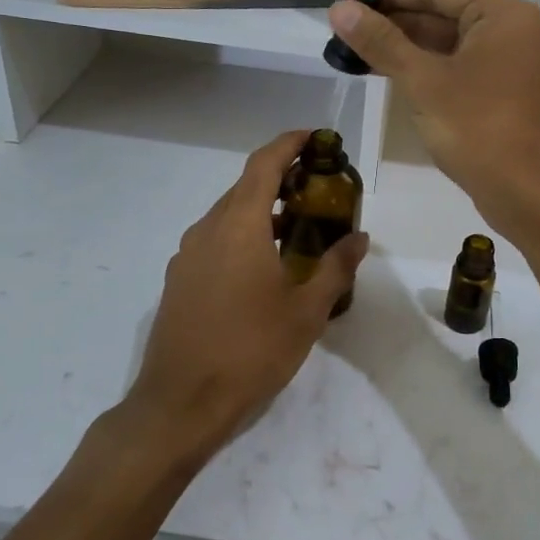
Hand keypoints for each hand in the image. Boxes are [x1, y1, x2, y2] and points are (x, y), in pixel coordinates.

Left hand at [124, 131, 367, 464]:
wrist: (181, 403)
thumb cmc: (251, 350)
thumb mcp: (306, 311)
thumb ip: (335, 268)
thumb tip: (359, 238)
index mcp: (240, 225)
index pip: (264, 164)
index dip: (289, 143)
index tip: (314, 137)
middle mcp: (208, 229)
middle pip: (246, 186)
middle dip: (280, 178)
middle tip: (317, 188)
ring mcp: (188, 255)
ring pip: (229, 215)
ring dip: (262, 210)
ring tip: (297, 228)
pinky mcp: (179, 280)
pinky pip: (215, 240)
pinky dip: (243, 235)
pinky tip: (264, 266)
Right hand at [328, 0, 539, 239]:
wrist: (528, 195)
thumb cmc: (479, 130)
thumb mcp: (424, 82)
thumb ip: (382, 42)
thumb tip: (339, 9)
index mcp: (500, 15)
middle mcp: (506, 31)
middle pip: (440, 11)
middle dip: (392, 17)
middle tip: (343, 22)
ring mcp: (501, 63)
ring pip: (443, 41)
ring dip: (400, 43)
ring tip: (352, 45)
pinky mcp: (493, 92)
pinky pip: (450, 66)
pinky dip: (417, 66)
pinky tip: (382, 69)